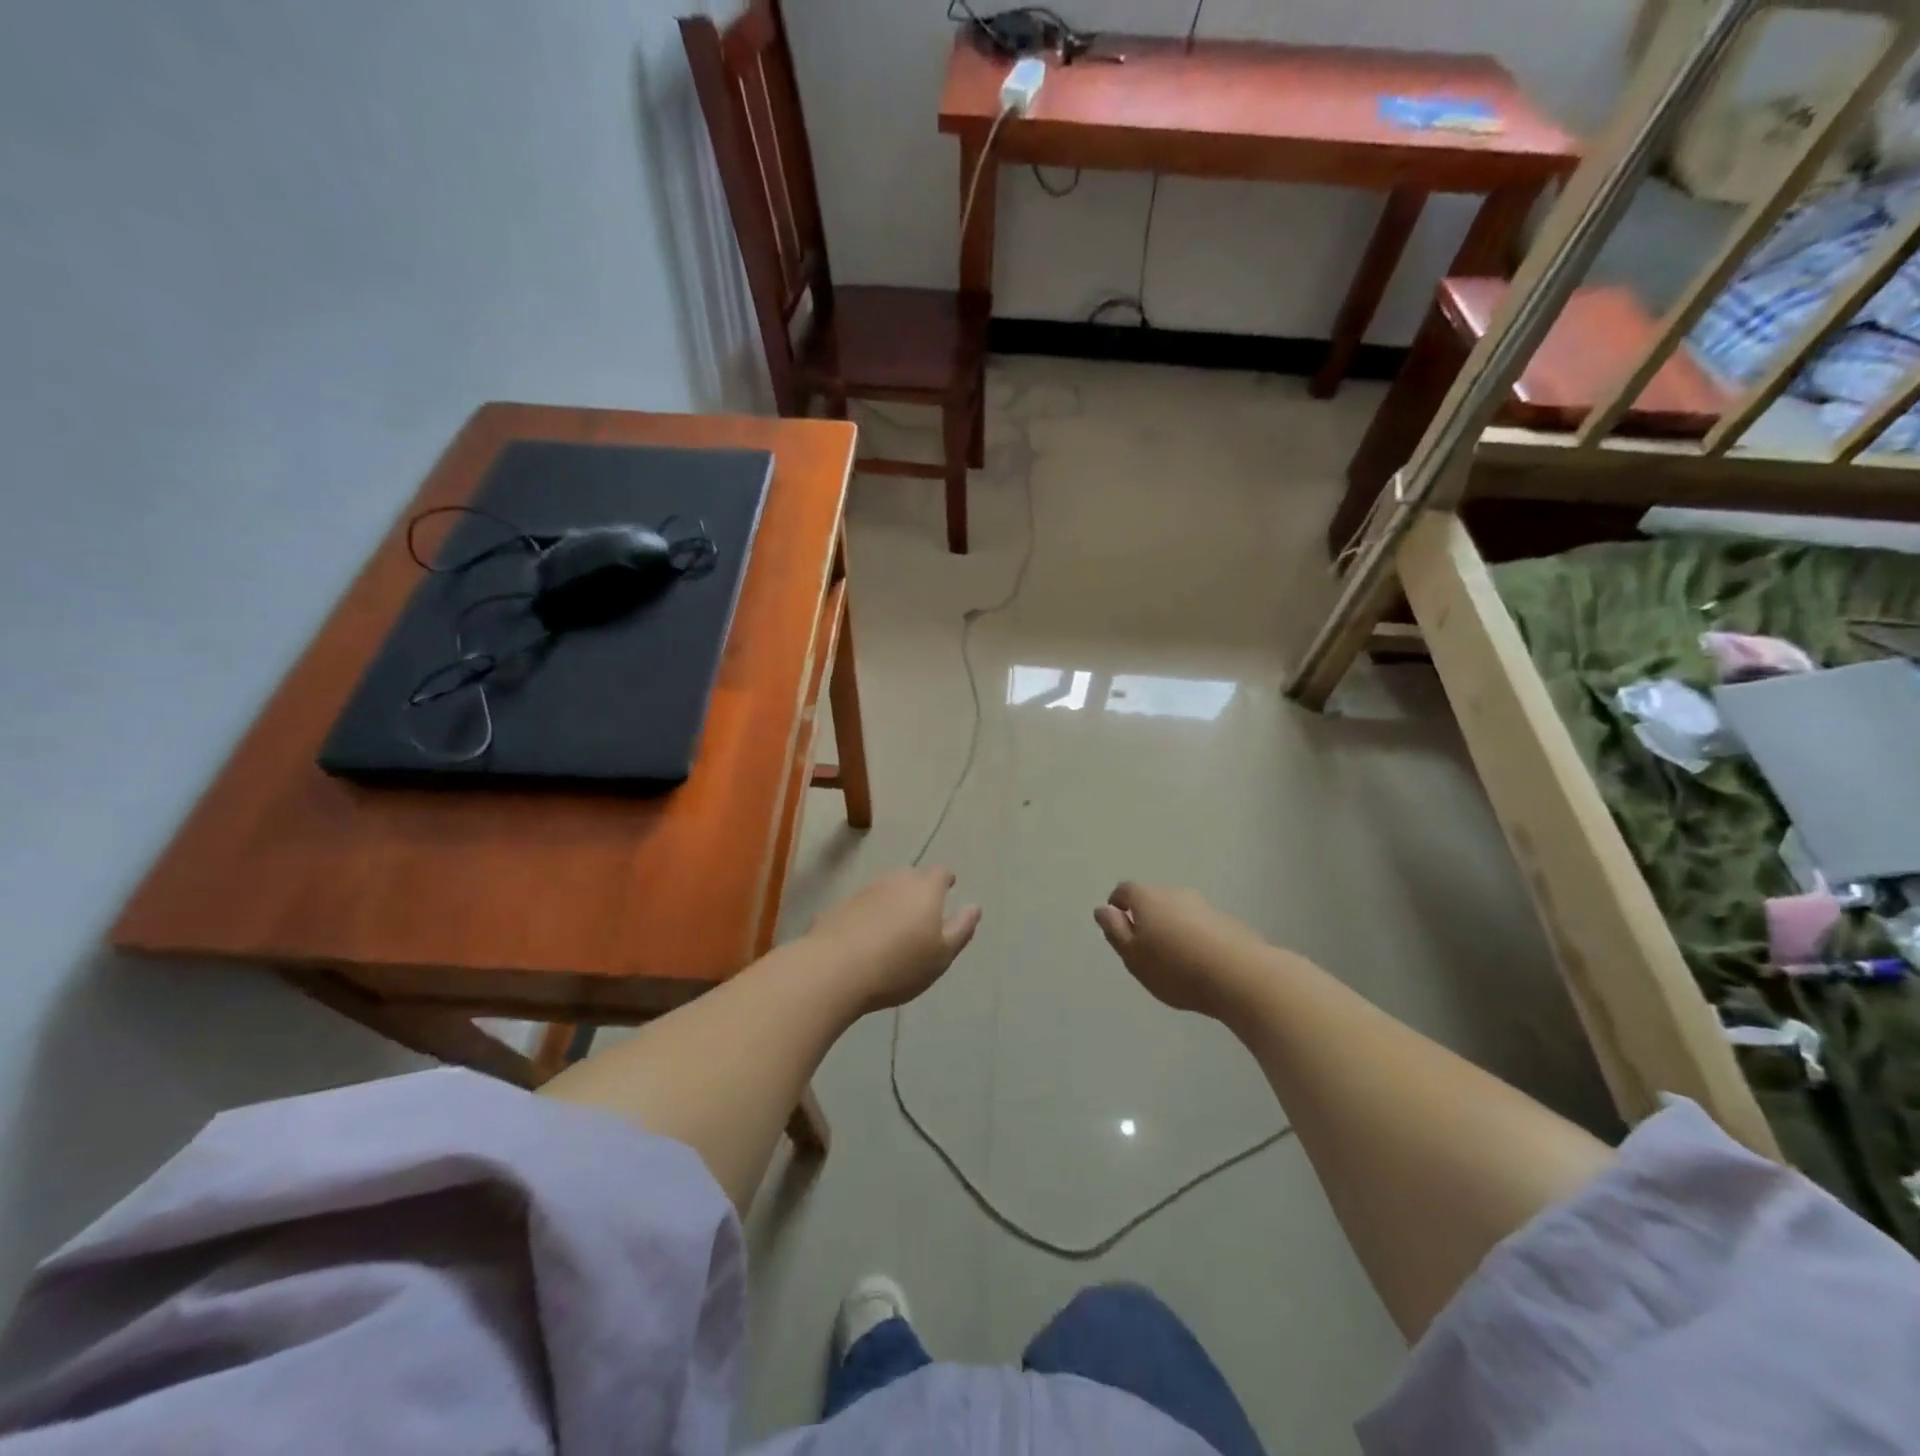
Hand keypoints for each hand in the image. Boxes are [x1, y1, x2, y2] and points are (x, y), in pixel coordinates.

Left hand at [806, 867, 981, 1011]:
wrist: (834, 969)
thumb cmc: (899, 964)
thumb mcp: (942, 954)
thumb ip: (961, 928)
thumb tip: (974, 907)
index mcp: (925, 889)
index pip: (940, 873)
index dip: (946, 880)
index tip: (949, 888)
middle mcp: (895, 881)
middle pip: (912, 878)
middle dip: (919, 891)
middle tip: (923, 913)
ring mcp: (864, 892)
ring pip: (886, 891)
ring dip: (893, 903)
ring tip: (895, 928)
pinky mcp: (839, 907)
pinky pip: (863, 907)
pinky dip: (869, 917)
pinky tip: (866, 939)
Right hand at [1094, 883, 1273, 1018]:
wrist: (1240, 976)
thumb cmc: (1175, 967)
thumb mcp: (1133, 955)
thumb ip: (1115, 931)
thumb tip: (1103, 909)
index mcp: (1148, 898)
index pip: (1125, 890)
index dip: (1117, 905)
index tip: (1117, 925)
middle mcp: (1176, 893)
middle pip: (1154, 900)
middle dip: (1146, 918)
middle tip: (1144, 948)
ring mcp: (1205, 906)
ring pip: (1179, 913)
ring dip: (1172, 928)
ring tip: (1174, 960)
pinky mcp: (1229, 923)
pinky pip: (1202, 926)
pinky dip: (1195, 938)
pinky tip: (1200, 964)